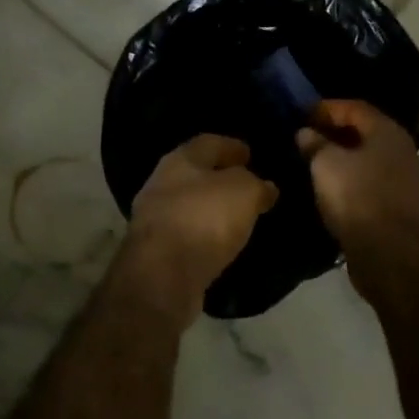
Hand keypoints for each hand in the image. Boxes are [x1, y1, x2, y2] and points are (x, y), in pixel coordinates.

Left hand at [119, 135, 278, 325]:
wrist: (162, 276)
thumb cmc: (204, 220)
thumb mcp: (243, 192)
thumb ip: (256, 185)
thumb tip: (265, 187)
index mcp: (180, 159)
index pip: (209, 143)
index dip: (232, 146)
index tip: (250, 155)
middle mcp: (161, 183)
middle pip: (195, 173)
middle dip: (220, 178)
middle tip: (247, 186)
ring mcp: (153, 217)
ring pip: (189, 204)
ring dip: (211, 208)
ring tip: (237, 216)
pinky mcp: (155, 250)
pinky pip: (186, 233)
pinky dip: (203, 233)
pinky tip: (220, 241)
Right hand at [297, 100, 418, 266]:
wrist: (390, 255)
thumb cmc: (356, 198)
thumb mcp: (325, 164)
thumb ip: (314, 143)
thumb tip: (306, 132)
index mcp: (388, 132)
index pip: (355, 107)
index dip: (327, 108)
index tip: (302, 115)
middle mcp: (404, 150)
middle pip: (366, 131)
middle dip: (336, 131)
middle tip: (308, 137)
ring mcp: (409, 180)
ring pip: (372, 158)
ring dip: (346, 156)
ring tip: (318, 163)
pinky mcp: (405, 206)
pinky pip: (375, 180)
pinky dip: (355, 177)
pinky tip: (336, 188)